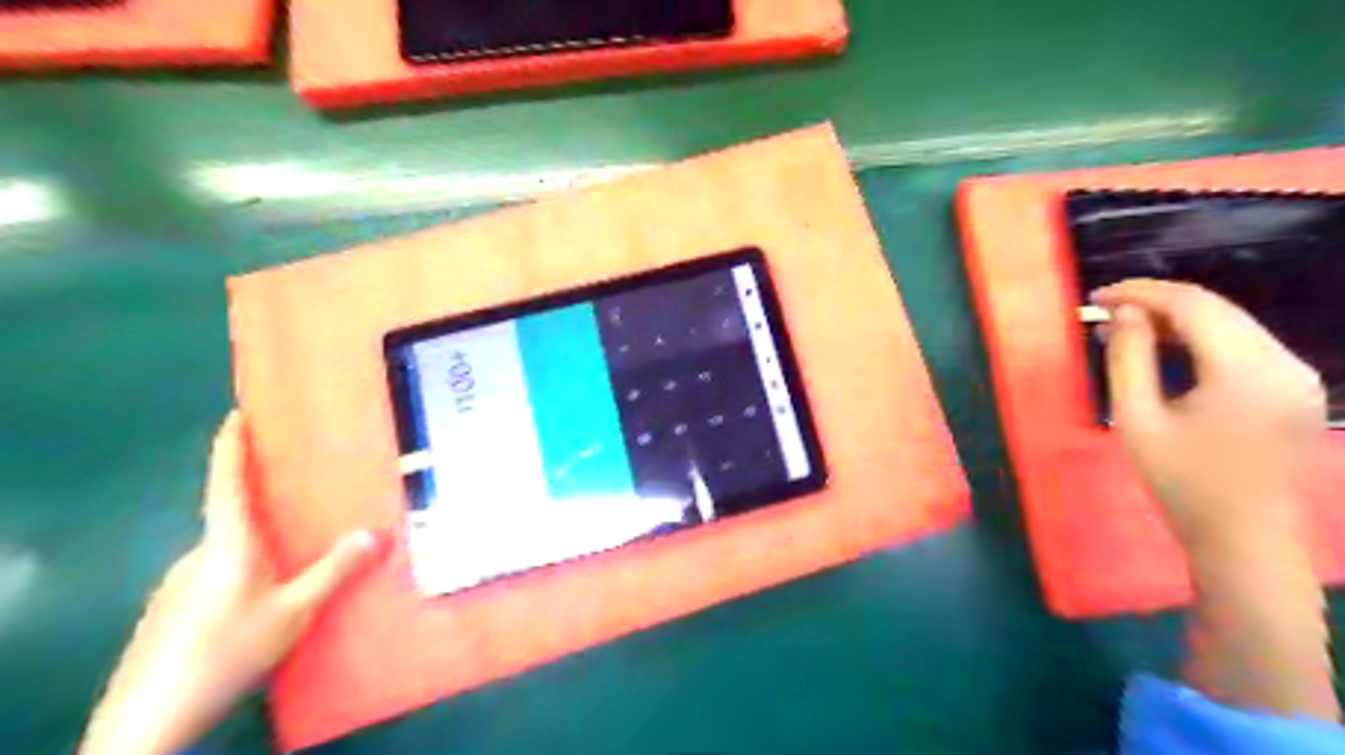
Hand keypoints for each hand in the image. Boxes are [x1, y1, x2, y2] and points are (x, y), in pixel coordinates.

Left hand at [80, 412, 377, 754]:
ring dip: (258, 543)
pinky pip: (218, 573)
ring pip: (227, 549)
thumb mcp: (294, 612)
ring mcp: (180, 583)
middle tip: (303, 492)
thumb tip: (376, 533)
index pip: (225, 480)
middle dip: (263, 500)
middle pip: (231, 514)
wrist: (150, 719)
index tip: (239, 413)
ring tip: (296, 551)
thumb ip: (333, 570)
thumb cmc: (226, 649)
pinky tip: (265, 597)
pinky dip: (245, 569)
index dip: (231, 445)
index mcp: (226, 542)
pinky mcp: (174, 609)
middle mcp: (199, 553)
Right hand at [1099, 281, 1326, 551]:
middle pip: (1218, 309)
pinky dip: (1201, 338)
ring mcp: (1297, 376)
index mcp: (1247, 371)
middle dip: (1158, 300)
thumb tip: (1123, 314)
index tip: (1097, 296)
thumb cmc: (1181, 483)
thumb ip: (1128, 359)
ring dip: (1178, 317)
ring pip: (1233, 324)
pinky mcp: (1295, 389)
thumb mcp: (1137, 419)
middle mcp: (1285, 363)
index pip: (1194, 306)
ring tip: (1127, 325)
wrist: (1244, 538)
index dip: (1142, 293)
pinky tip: (1167, 346)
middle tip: (1106, 306)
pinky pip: (1244, 345)